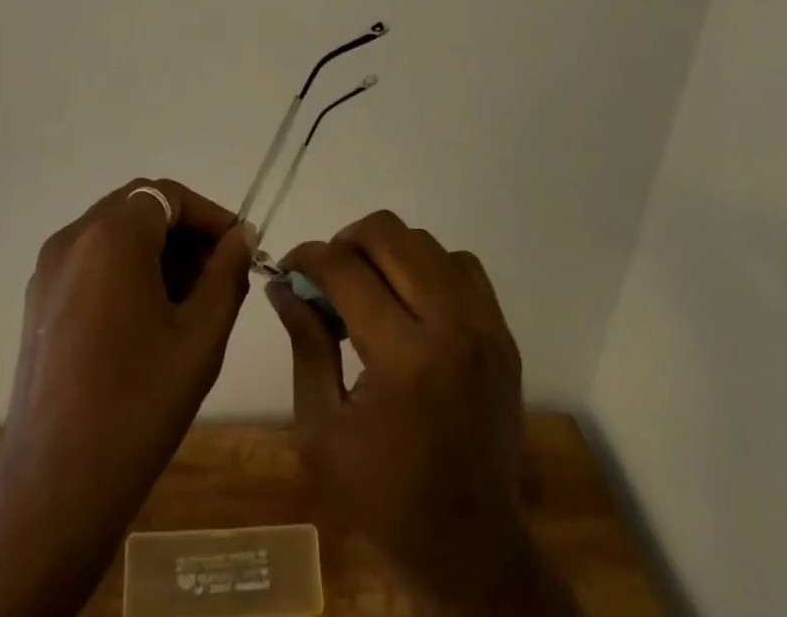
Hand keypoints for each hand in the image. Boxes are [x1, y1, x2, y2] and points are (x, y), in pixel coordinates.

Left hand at [0, 179, 253, 616]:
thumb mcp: (200, 337)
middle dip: (184, 232)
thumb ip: (226, 275)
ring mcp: (49, 267)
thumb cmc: (137, 407)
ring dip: (156, 250)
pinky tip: (148, 317)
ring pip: (114, 231)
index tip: (241, 249)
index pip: (170, 195)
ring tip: (190, 300)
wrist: (54, 488)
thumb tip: (242, 237)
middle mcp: (74, 236)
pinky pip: (91, 258)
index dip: (210, 216)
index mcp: (111, 236)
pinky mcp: (38, 298)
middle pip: (140, 207)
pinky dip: (125, 267)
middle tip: (219, 275)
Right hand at [270, 211, 573, 615]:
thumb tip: (283, 284)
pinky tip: (411, 303)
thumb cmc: (386, 498)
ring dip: (386, 253)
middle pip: (388, 234)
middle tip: (328, 280)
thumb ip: (305, 343)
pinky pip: (460, 265)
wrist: (473, 551)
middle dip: (345, 243)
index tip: (288, 271)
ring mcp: (484, 327)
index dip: (306, 258)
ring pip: (424, 242)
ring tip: (367, 292)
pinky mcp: (503, 334)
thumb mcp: (323, 429)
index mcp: (404, 357)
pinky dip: (428, 267)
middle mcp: (451, 326)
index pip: (344, 268)